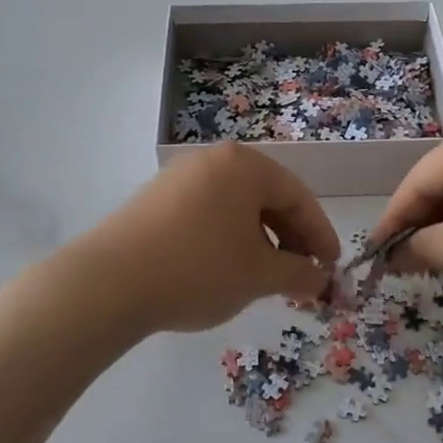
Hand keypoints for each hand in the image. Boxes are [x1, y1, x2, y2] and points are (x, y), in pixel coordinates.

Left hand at [84, 144, 339, 334]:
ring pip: (236, 207)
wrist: (110, 282)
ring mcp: (179, 177)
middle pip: (266, 197)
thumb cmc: (199, 269)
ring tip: (266, 277)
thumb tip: (321, 278)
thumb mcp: (259, 275)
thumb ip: (299, 273)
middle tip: (303, 275)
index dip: (320, 234)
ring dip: (259, 241)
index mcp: (244, 166)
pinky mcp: (155, 199)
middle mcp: (213, 161)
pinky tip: (226, 269)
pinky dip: (227, 238)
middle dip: (290, 238)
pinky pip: (207, 213)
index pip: (297, 196)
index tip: (332, 266)